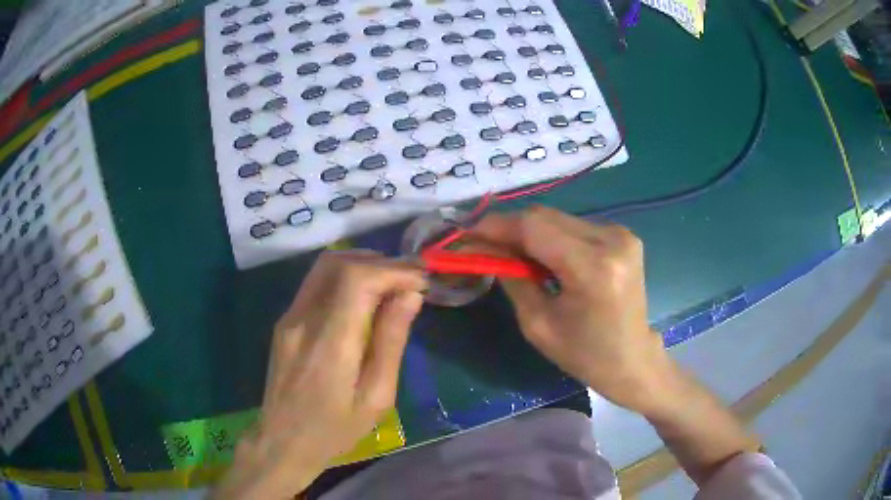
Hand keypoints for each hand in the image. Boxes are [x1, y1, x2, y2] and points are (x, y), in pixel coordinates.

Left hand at [214, 251, 425, 499]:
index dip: (393, 269)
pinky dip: (345, 278)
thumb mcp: (376, 397)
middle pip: (339, 262)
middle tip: (411, 277)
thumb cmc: (335, 429)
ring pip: (325, 267)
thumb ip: (391, 342)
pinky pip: (316, 284)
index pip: (357, 279)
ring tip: (392, 282)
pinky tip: (365, 297)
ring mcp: (289, 318)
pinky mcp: (285, 322)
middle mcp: (303, 320)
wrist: (283, 441)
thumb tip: (410, 296)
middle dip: (381, 262)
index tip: (421, 280)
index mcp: (329, 342)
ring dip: (362, 265)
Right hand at [470, 206, 671, 413]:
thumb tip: (484, 249)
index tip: (467, 233)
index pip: (534, 228)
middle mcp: (611, 240)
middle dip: (509, 227)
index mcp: (593, 268)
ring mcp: (621, 234)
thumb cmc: (585, 355)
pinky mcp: (623, 236)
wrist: (633, 360)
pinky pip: (574, 226)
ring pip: (558, 218)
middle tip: (483, 244)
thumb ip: (512, 277)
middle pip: (545, 216)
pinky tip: (542, 256)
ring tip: (510, 252)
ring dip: (529, 232)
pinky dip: (551, 236)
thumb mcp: (538, 324)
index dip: (496, 226)